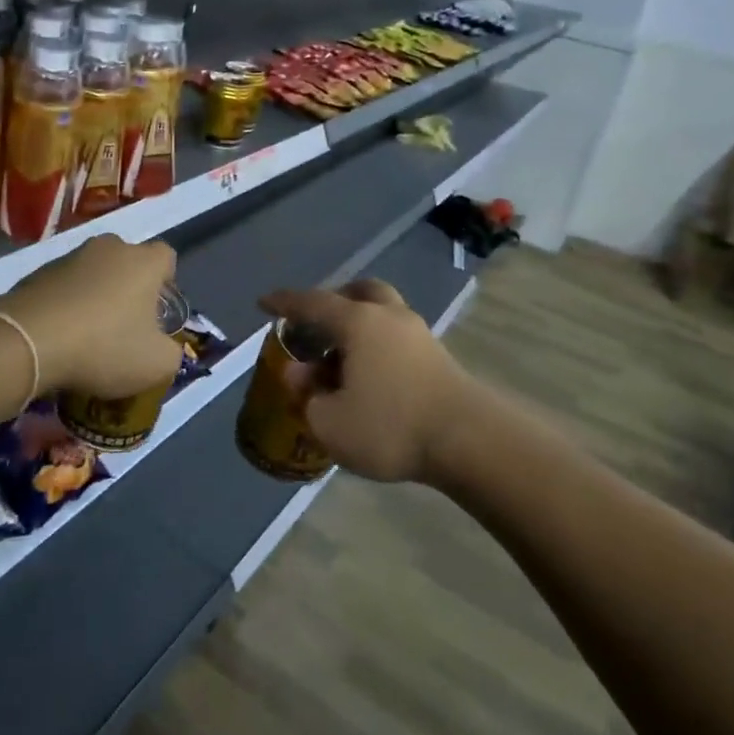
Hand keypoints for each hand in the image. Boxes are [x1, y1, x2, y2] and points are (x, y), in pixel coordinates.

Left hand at [0, 234, 180, 397]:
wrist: (28, 342)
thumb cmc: (104, 346)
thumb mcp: (156, 364)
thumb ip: (171, 353)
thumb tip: (165, 348)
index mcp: (143, 262)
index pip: (166, 256)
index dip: (166, 281)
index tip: (158, 310)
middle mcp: (108, 248)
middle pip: (127, 261)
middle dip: (129, 287)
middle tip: (126, 323)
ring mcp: (69, 257)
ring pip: (92, 272)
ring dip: (95, 295)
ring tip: (88, 334)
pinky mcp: (36, 273)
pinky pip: (62, 286)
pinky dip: (65, 304)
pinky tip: (60, 335)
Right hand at [257, 279, 470, 482]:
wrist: (469, 441)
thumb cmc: (390, 425)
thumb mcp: (331, 422)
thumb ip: (308, 396)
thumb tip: (300, 376)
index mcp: (358, 322)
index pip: (312, 303)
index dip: (284, 303)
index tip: (264, 303)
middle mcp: (388, 317)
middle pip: (359, 293)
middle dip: (335, 301)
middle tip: (317, 323)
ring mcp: (419, 335)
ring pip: (383, 313)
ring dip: (360, 325)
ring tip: (342, 356)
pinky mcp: (439, 358)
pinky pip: (397, 338)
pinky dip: (378, 346)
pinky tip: (371, 375)